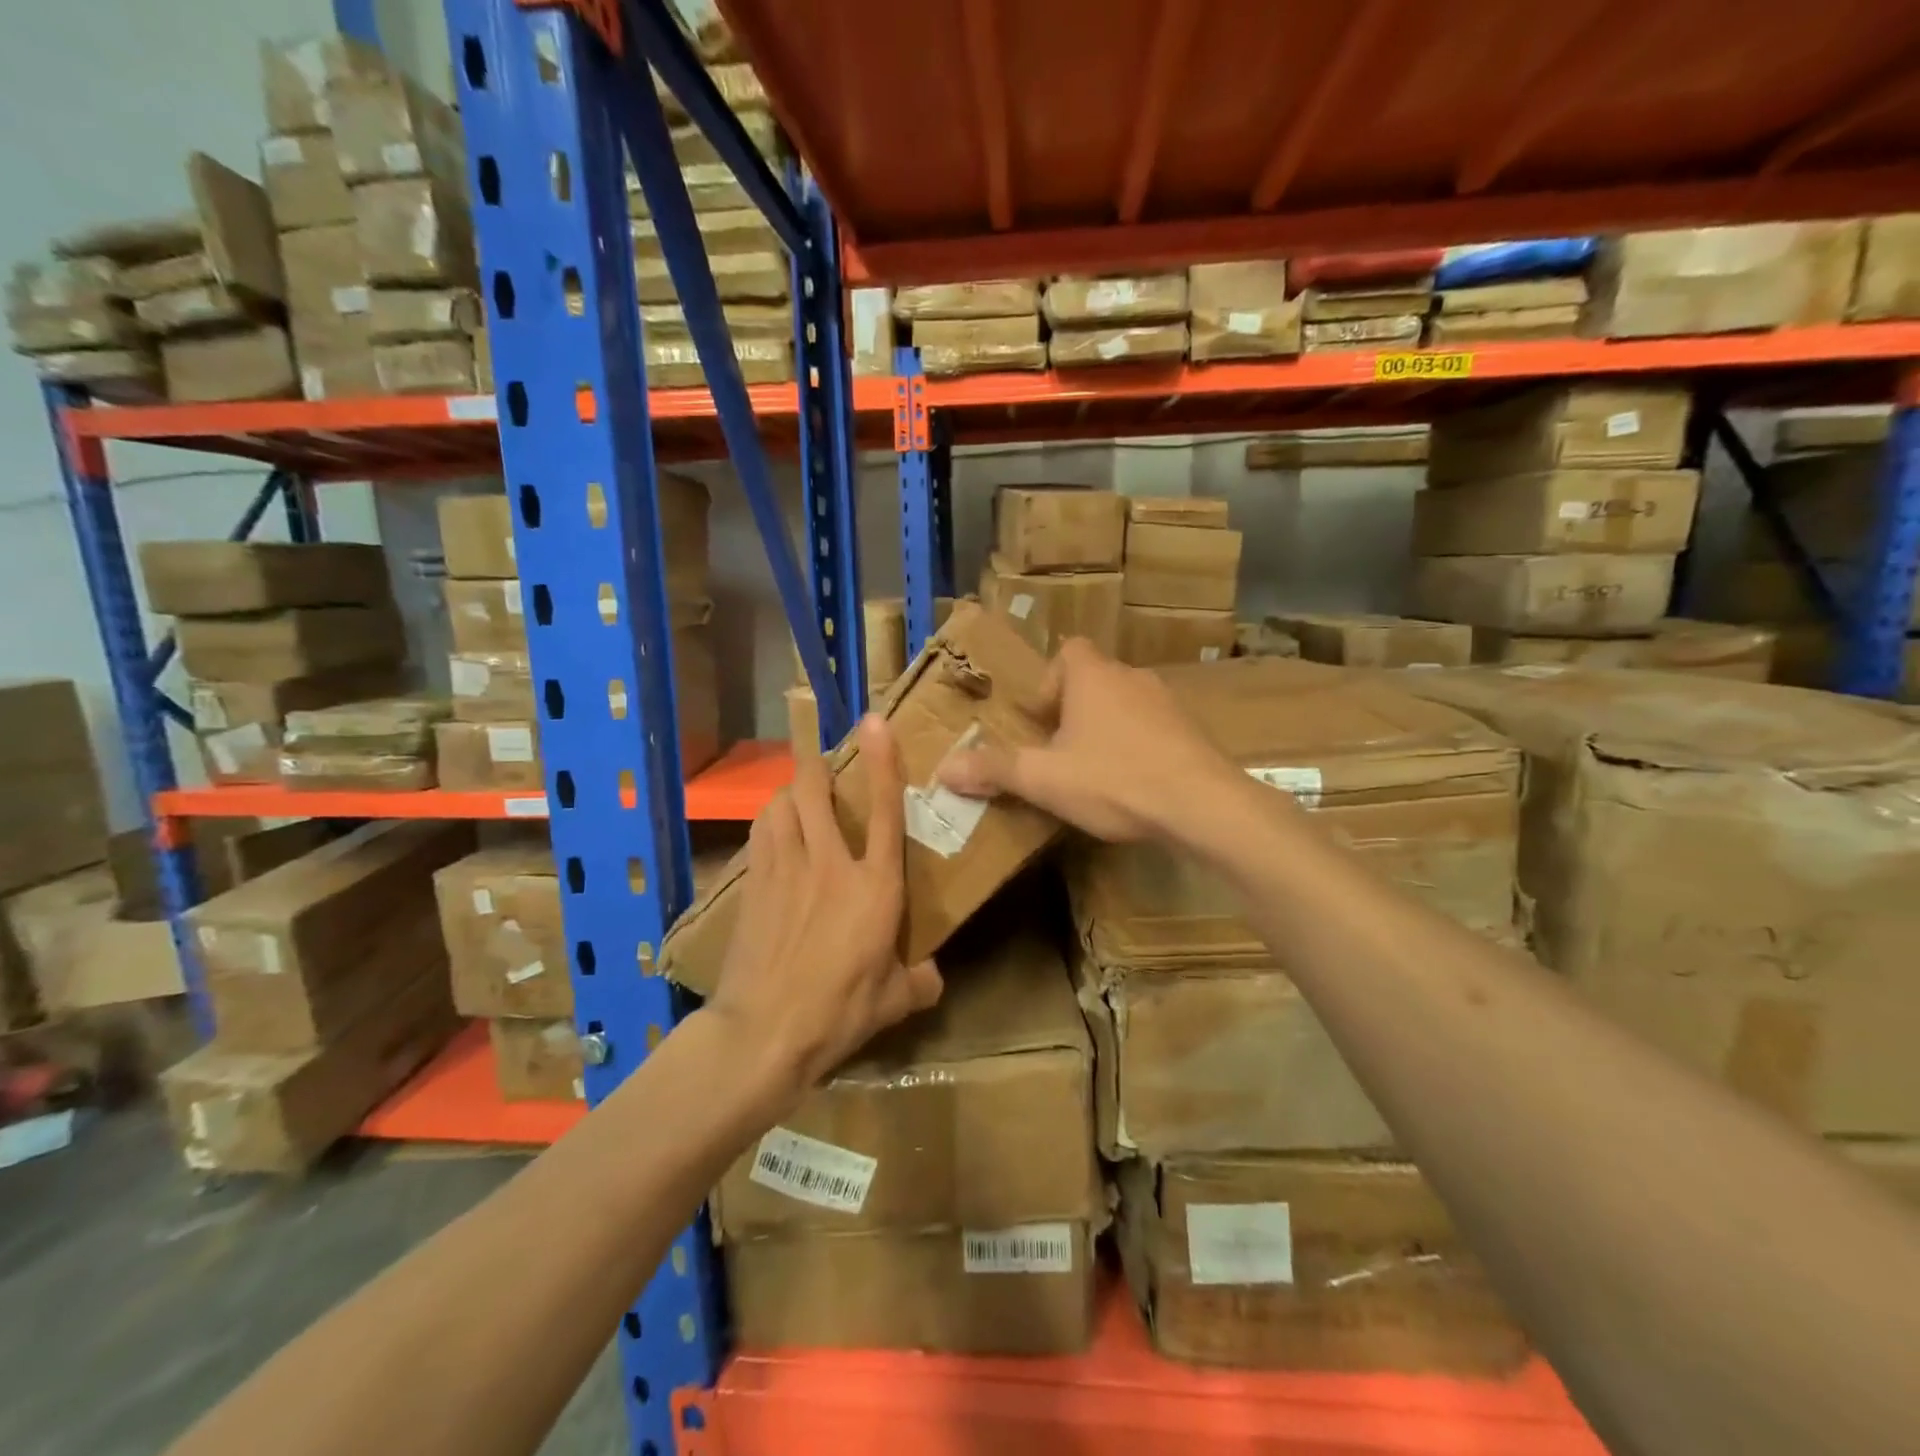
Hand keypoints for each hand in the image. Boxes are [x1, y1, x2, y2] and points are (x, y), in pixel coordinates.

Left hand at [705, 714, 942, 1095]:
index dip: (883, 762)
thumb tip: (933, 975)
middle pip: (815, 792)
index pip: (885, 812)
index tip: (875, 722)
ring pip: (781, 806)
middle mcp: (829, 865)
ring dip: (789, 792)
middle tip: (824, 761)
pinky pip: (761, 835)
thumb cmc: (839, 1011)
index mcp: (874, 886)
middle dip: (816, 766)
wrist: (764, 1031)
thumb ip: (919, 981)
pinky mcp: (754, 886)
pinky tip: (774, 830)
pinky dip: (769, 822)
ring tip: (798, 795)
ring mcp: (785, 871)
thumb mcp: (894, 1003)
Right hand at [938, 638, 1243, 842]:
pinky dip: (1137, 746)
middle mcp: (1131, 678)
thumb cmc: (1114, 779)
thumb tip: (944, 768)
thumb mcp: (1045, 779)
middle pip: (1094, 679)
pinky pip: (1153, 728)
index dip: (1049, 681)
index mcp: (1093, 677)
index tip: (1040, 720)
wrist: (1202, 804)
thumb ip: (994, 770)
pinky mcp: (1192, 731)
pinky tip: (1132, 783)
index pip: (1068, 652)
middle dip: (1073, 711)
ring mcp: (1167, 703)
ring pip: (1125, 704)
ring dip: (1106, 728)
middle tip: (1058, 750)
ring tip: (1093, 770)